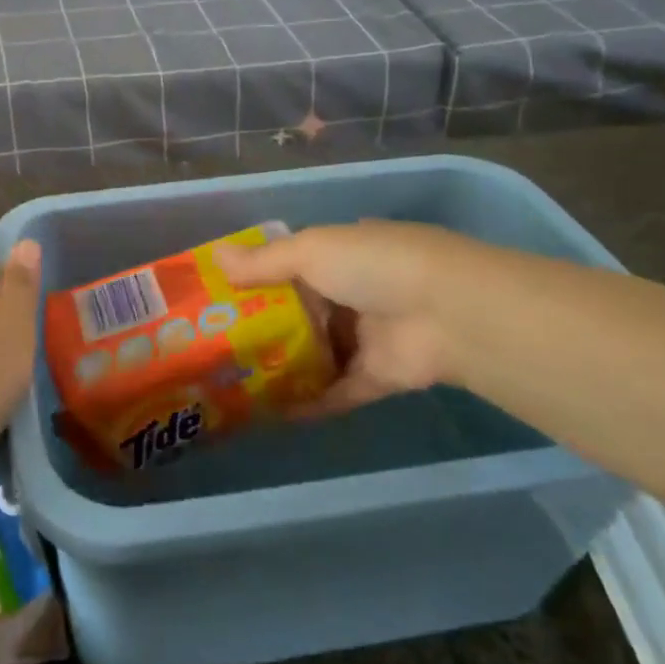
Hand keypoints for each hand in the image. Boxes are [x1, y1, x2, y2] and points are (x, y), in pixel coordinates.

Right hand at [214, 221, 472, 417]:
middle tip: (215, 343)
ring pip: (315, 352)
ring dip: (282, 365)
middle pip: (300, 311)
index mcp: (342, 254)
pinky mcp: (378, 377)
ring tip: (233, 380)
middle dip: (262, 325)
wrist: (450, 315)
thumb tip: (215, 255)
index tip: (218, 295)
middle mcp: (354, 293)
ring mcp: (368, 337)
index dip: (257, 277)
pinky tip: (270, 413)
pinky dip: (308, 402)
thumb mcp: (311, 250)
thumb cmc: (373, 267)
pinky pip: (336, 391)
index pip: (292, 264)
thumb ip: (264, 260)